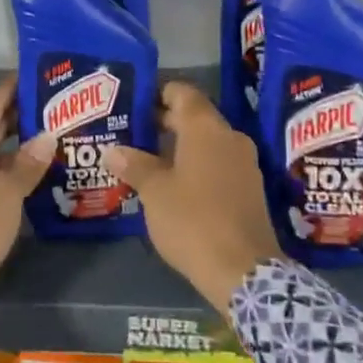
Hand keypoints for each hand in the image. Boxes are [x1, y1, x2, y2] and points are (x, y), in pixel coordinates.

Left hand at [0, 79, 55, 303]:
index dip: (19, 86)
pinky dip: (10, 169)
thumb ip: (28, 163)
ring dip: (19, 145)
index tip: (49, 75)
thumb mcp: (5, 194)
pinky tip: (36, 172)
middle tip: (62, 106)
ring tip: (57, 136)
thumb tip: (48, 136)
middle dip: (24, 115)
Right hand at [107, 82, 283, 314]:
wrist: (243, 270)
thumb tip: (112, 151)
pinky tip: (173, 184)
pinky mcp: (250, 188)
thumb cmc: (192, 220)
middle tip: (130, 133)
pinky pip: (218, 164)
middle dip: (163, 123)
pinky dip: (196, 166)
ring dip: (178, 147)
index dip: (157, 93)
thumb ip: (134, 165)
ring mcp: (244, 163)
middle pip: (194, 117)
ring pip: (206, 142)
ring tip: (146, 160)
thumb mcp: (154, 192)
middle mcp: (229, 137)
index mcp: (206, 128)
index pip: (182, 92)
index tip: (133, 103)